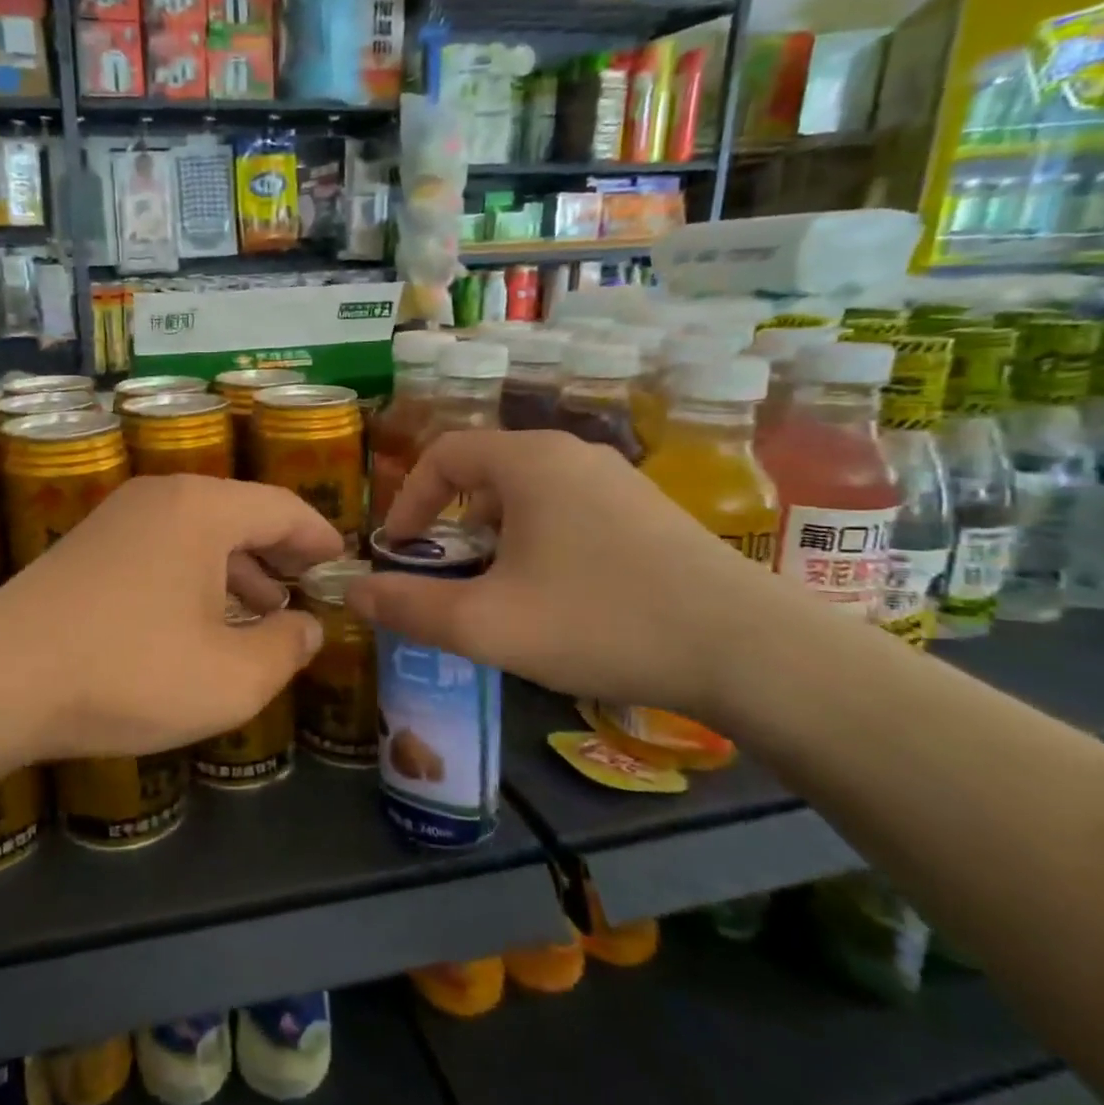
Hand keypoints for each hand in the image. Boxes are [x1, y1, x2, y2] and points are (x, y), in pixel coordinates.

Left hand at [0, 475, 342, 761]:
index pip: (282, 508)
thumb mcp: (230, 678)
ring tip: (262, 611)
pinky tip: (198, 619)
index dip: (319, 537)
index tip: (342, 562)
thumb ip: (286, 649)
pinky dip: (194, 576)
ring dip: (236, 568)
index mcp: (202, 509)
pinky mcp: (86, 547)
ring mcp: (116, 519)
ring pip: (198, 533)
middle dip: (279, 553)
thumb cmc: (128, 672)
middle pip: (239, 514)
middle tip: (307, 589)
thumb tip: (308, 628)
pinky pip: (161, 548)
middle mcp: (159, 498)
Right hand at [344, 430, 797, 720]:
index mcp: (529, 462)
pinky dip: (537, 540)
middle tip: (443, 572)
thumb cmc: (600, 622)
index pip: (443, 454)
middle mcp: (573, 455)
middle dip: (450, 521)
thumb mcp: (487, 624)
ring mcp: (618, 481)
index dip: (408, 500)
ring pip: (528, 494)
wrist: (750, 651)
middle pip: (485, 471)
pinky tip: (554, 593)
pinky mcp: (649, 512)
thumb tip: (353, 594)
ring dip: (494, 533)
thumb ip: (410, 607)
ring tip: (493, 587)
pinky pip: (568, 510)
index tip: (399, 550)